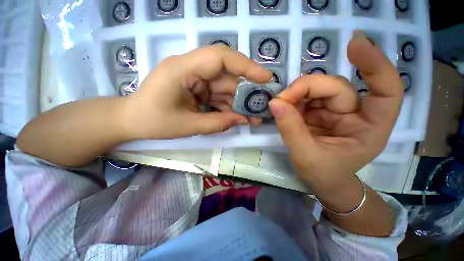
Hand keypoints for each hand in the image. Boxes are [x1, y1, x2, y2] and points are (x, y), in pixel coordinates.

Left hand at [124, 45, 271, 139]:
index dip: (246, 65)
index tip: (265, 78)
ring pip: (225, 89)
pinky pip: (219, 97)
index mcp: (183, 69)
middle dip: (245, 94)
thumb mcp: (187, 126)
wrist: (132, 121)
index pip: (220, 57)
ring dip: (239, 104)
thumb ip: (217, 123)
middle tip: (261, 107)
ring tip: (253, 118)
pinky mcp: (198, 90)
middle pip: (227, 77)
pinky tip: (238, 118)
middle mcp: (192, 69)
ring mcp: (196, 80)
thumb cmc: (153, 121)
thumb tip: (242, 120)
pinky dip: (229, 108)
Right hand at [269, 30, 403, 189]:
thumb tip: (275, 103)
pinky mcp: (319, 112)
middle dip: (305, 89)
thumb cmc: (323, 174)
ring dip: (296, 94)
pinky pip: (305, 98)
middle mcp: (356, 114)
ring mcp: (336, 111)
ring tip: (279, 105)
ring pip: (317, 90)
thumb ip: (291, 129)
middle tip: (280, 100)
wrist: (321, 181)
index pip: (386, 90)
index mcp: (370, 128)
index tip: (354, 44)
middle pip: (335, 87)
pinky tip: (283, 107)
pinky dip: (292, 100)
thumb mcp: (306, 156)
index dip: (374, 64)